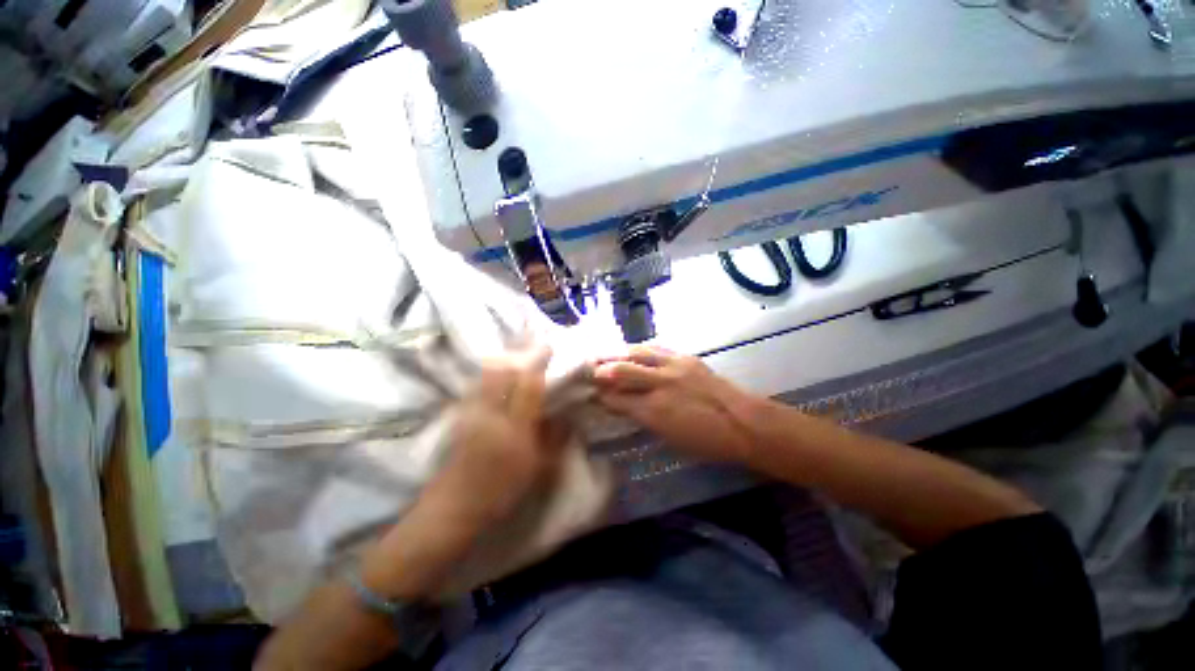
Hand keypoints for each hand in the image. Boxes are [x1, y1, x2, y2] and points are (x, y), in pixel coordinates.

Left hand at [422, 345, 567, 532]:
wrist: (454, 509)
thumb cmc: (501, 492)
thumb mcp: (538, 470)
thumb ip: (555, 438)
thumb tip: (567, 414)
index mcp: (515, 427)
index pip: (528, 384)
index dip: (539, 362)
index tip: (549, 347)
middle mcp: (492, 413)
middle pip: (504, 371)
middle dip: (520, 354)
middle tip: (534, 346)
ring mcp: (473, 411)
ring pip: (488, 374)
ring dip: (505, 359)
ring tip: (518, 355)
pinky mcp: (461, 415)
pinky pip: (478, 383)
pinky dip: (490, 372)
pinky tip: (498, 373)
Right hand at [593, 346, 755, 463]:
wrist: (743, 423)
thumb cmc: (707, 442)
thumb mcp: (670, 437)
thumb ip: (645, 419)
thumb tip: (628, 407)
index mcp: (653, 411)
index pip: (616, 399)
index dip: (601, 395)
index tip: (591, 393)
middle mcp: (659, 384)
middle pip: (621, 370)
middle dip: (601, 370)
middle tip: (590, 369)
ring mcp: (673, 367)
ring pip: (637, 353)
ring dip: (618, 353)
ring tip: (606, 353)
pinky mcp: (685, 358)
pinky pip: (657, 348)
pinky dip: (641, 349)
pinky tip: (634, 349)